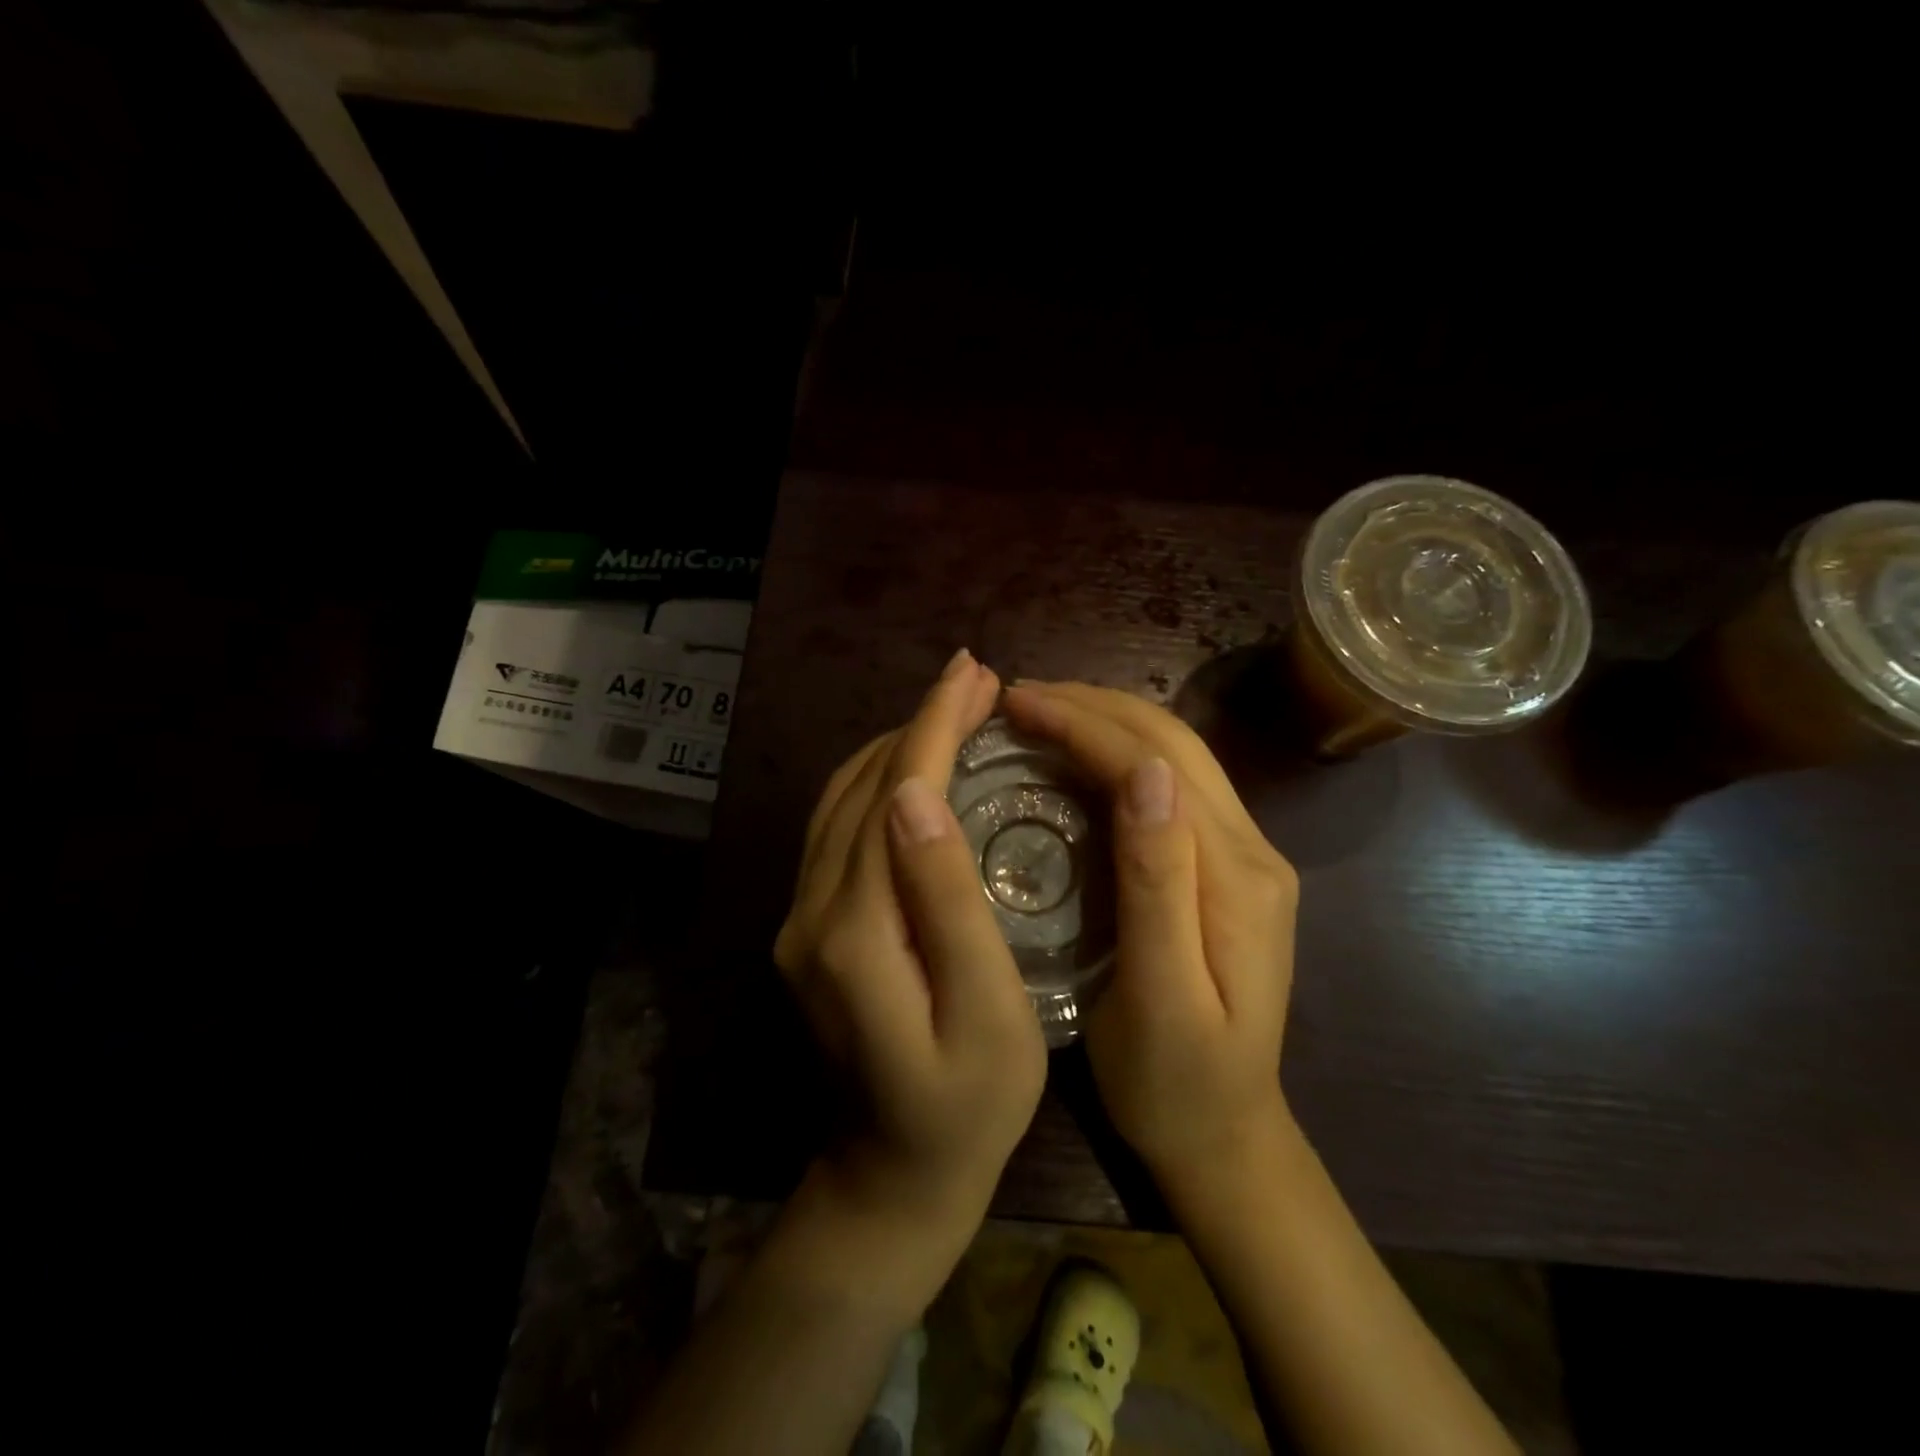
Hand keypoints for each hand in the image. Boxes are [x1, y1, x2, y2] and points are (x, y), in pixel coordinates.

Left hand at [775, 650, 1047, 1269]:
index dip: (934, 726)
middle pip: (865, 786)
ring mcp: (801, 918)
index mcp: (856, 928)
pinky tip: (914, 770)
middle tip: (976, 681)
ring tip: (952, 711)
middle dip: (920, 723)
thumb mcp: (986, 1013)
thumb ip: (948, 903)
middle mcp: (812, 910)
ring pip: (843, 800)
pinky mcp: (808, 927)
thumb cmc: (967, 1105)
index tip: (974, 673)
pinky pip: (838, 829)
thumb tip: (919, 796)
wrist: (892, 1176)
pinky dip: (877, 783)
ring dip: (897, 746)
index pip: (896, 794)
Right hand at [1003, 682, 1299, 1193]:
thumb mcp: (1160, 997)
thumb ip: (1158, 884)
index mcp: (1234, 878)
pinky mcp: (1226, 868)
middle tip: (1019, 696)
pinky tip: (1077, 755)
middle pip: (1172, 743)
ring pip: (1174, 754)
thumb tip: (1145, 773)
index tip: (1015, 703)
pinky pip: (1171, 785)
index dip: (1084, 724)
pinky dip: (1119, 752)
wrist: (1227, 1136)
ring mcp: (1244, 855)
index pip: (1154, 765)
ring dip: (1107, 720)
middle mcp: (1250, 849)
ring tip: (1041, 711)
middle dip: (1094, 705)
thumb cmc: (1175, 1083)